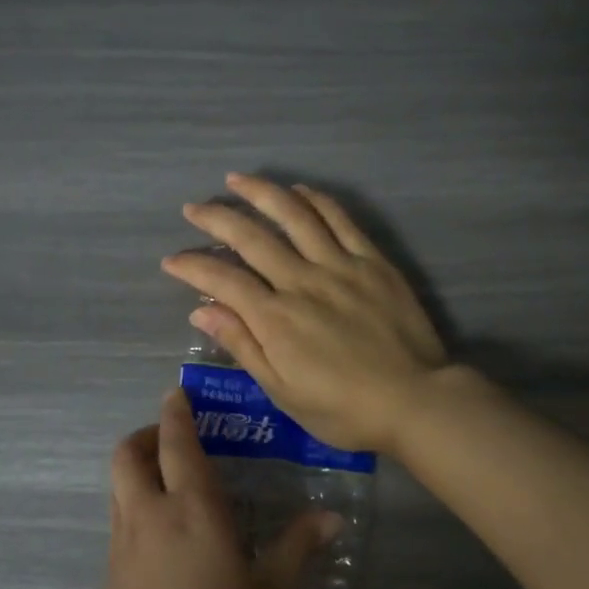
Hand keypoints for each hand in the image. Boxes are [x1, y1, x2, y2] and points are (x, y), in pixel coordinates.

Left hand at [96, 388, 337, 588]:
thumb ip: (298, 549)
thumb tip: (331, 516)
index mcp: (192, 512)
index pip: (177, 443)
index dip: (176, 412)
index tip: (179, 393)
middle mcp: (149, 516)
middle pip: (128, 453)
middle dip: (148, 435)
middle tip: (176, 439)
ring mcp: (122, 544)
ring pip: (117, 484)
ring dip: (138, 467)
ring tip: (172, 481)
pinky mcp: (110, 573)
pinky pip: (118, 516)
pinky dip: (134, 502)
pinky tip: (165, 533)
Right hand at [162, 173, 447, 453]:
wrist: (416, 400)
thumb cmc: (343, 409)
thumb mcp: (283, 391)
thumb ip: (243, 345)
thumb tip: (202, 312)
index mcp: (276, 318)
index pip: (223, 280)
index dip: (193, 267)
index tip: (171, 260)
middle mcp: (302, 281)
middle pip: (251, 237)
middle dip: (216, 219)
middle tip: (193, 208)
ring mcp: (340, 265)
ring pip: (294, 216)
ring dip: (261, 193)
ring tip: (237, 180)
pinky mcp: (372, 261)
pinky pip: (340, 220)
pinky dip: (315, 200)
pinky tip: (298, 191)